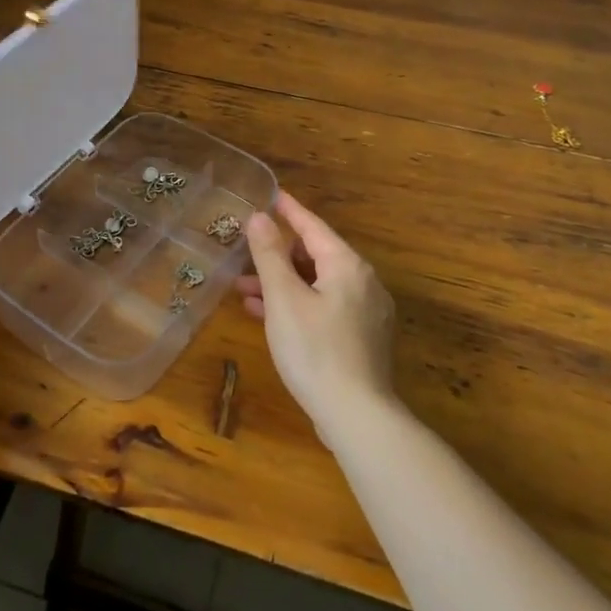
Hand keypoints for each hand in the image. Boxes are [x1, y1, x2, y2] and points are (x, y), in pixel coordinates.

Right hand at [236, 190, 397, 428]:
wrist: (356, 415)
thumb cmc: (314, 350)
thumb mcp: (283, 298)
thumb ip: (269, 255)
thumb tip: (259, 217)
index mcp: (347, 267)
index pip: (314, 227)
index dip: (289, 211)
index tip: (271, 195)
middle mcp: (363, 283)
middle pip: (316, 257)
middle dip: (277, 256)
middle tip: (245, 254)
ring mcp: (366, 313)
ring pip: (317, 285)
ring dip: (282, 284)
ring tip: (244, 291)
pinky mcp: (361, 340)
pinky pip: (324, 308)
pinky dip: (297, 305)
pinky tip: (268, 318)